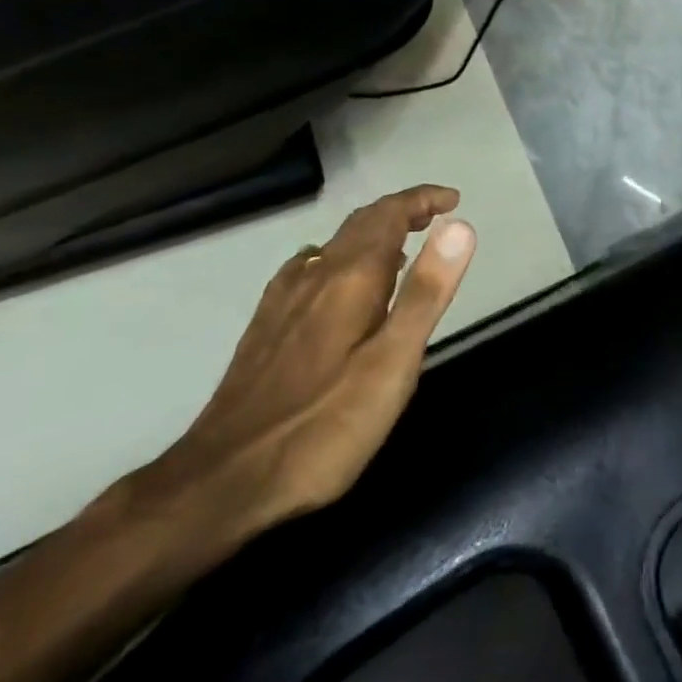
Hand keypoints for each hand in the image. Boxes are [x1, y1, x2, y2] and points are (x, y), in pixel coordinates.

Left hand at [123, 186, 476, 552]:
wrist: (221, 482)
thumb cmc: (324, 424)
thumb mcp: (393, 362)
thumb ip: (426, 292)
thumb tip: (460, 227)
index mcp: (349, 278)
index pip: (389, 215)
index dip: (423, 200)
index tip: (454, 200)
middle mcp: (314, 277)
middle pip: (360, 224)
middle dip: (401, 211)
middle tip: (437, 218)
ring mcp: (283, 302)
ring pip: (334, 246)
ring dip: (373, 235)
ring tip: (402, 250)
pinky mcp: (266, 328)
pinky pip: (309, 270)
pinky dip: (340, 259)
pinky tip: (340, 287)